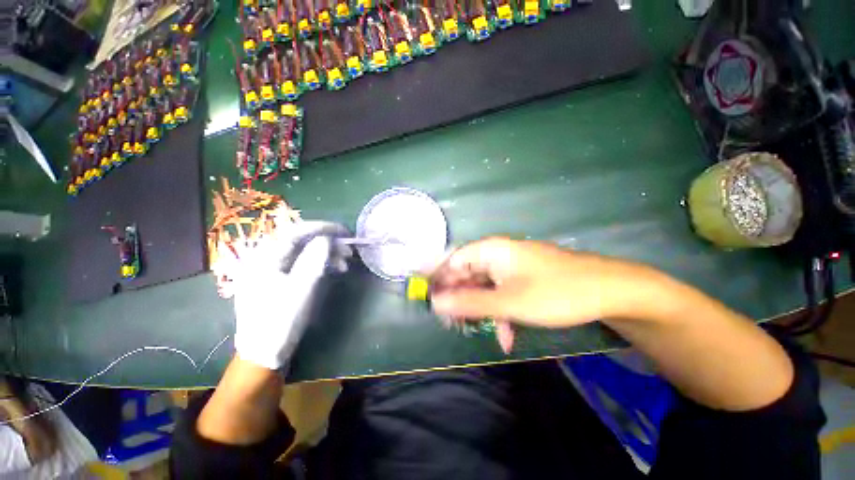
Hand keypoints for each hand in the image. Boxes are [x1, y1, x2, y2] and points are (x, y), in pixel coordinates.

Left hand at [231, 222, 351, 369]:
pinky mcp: (279, 279)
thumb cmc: (280, 321)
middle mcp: (265, 259)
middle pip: (300, 241)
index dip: (322, 228)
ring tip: (344, 263)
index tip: (344, 231)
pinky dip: (319, 264)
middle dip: (327, 242)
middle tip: (348, 251)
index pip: (295, 232)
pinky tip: (333, 270)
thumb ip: (313, 260)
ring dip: (326, 254)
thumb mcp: (300, 289)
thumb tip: (326, 238)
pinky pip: (301, 263)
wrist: (263, 353)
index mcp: (264, 258)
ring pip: (303, 252)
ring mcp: (271, 270)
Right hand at [429, 238, 659, 350]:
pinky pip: (502, 292)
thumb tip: (435, 303)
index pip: (452, 261)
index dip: (440, 280)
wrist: (610, 290)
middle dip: (460, 299)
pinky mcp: (523, 278)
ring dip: (481, 309)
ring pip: (485, 286)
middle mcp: (497, 254)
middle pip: (467, 274)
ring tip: (481, 332)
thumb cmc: (554, 292)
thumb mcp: (507, 301)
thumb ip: (469, 302)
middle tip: (453, 324)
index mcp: (489, 250)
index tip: (430, 301)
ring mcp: (511, 266)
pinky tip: (508, 334)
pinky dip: (501, 311)